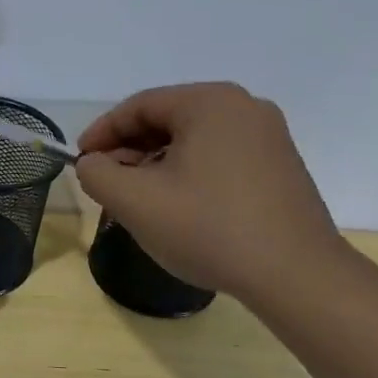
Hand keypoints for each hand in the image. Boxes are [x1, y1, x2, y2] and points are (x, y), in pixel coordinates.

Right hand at [75, 83, 345, 300]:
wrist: (295, 275)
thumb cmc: (208, 228)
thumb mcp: (134, 201)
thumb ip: (97, 174)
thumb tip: (93, 164)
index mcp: (209, 103)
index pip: (139, 106)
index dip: (102, 132)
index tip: (81, 161)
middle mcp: (243, 108)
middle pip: (167, 120)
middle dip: (129, 150)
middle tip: (106, 182)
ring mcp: (268, 137)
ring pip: (192, 140)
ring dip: (156, 164)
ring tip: (137, 199)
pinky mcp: (280, 166)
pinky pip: (219, 157)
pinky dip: (188, 173)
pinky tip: (177, 206)